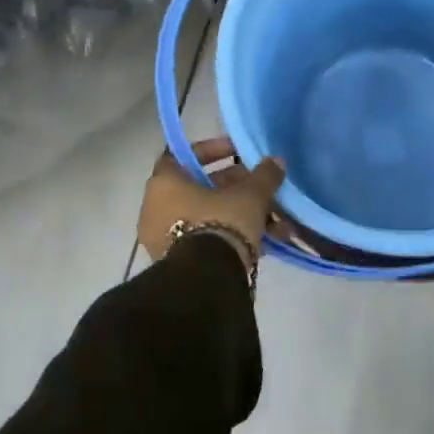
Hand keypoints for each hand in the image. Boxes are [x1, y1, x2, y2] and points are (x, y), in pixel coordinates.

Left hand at [139, 137, 284, 271]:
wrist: (206, 282)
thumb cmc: (220, 222)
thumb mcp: (250, 195)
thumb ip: (264, 175)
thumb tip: (276, 161)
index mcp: (164, 183)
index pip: (183, 155)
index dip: (212, 151)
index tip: (238, 153)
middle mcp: (155, 208)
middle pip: (201, 188)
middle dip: (237, 187)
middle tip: (262, 189)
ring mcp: (163, 238)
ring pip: (208, 217)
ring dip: (241, 216)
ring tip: (277, 224)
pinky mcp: (176, 264)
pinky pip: (206, 240)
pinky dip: (232, 238)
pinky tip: (267, 246)